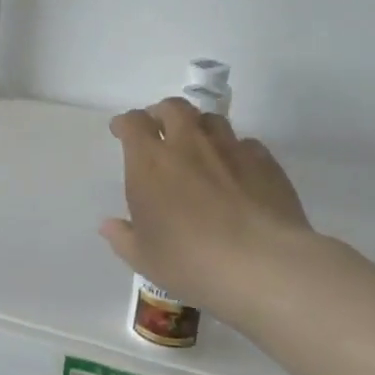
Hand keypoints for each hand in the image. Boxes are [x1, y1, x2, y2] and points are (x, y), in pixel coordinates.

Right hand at [102, 98, 314, 325]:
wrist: (261, 265)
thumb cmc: (189, 261)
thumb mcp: (144, 258)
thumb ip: (123, 237)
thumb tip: (109, 225)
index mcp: (150, 163)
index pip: (133, 123)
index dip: (125, 123)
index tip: (121, 130)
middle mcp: (188, 145)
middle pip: (173, 108)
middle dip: (161, 113)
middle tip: (159, 129)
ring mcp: (230, 149)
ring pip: (211, 120)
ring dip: (198, 127)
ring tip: (198, 145)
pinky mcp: (265, 162)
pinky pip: (245, 143)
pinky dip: (234, 150)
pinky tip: (236, 170)